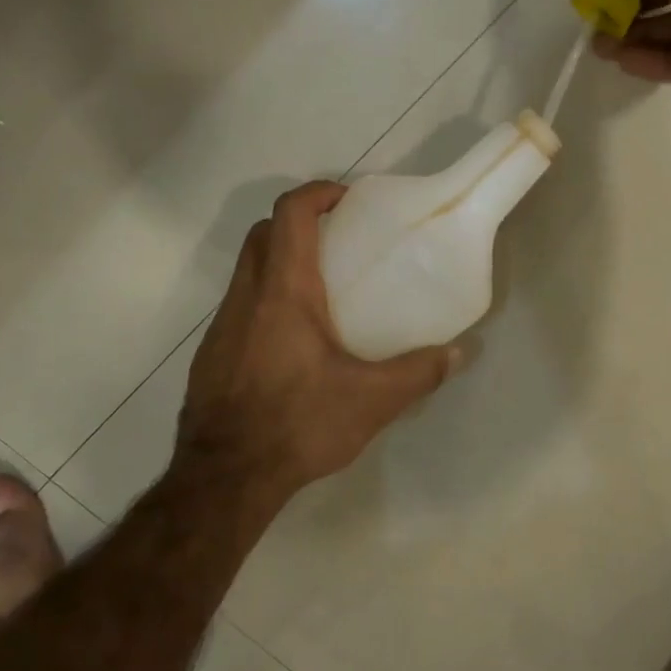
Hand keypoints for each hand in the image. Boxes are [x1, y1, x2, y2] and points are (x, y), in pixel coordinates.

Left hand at [175, 181, 462, 498]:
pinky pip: (239, 306)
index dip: (317, 193)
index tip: (347, 199)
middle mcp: (246, 298)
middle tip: (338, 241)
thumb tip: (459, 353)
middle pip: (263, 233)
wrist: (225, 477)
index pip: (290, 214)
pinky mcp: (211, 355)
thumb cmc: (299, 424)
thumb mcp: (372, 401)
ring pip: (247, 270)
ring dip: (280, 262)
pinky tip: (293, 342)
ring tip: (322, 292)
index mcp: (284, 293)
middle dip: (298, 223)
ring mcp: (221, 326)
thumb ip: (419, 372)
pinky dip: (266, 300)